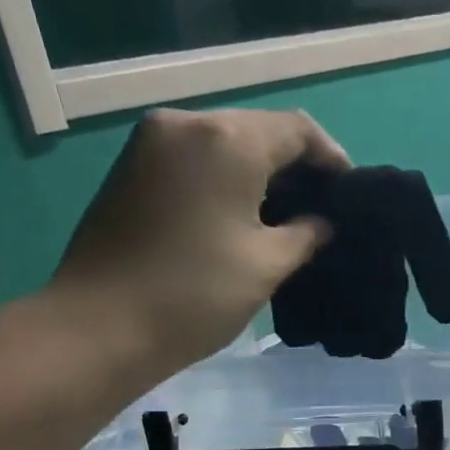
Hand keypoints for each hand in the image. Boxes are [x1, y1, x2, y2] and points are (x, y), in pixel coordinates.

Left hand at [43, 107, 350, 378]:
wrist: (100, 326)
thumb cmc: (195, 295)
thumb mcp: (266, 266)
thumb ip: (306, 234)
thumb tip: (322, 223)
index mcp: (228, 139)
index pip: (298, 130)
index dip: (331, 160)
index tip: (349, 198)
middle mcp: (187, 123)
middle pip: (258, 131)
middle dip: (295, 167)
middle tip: (319, 212)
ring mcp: (151, 143)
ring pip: (223, 144)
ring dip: (258, 174)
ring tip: (283, 218)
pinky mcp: (130, 167)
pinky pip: (193, 159)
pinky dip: (223, 179)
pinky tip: (238, 216)